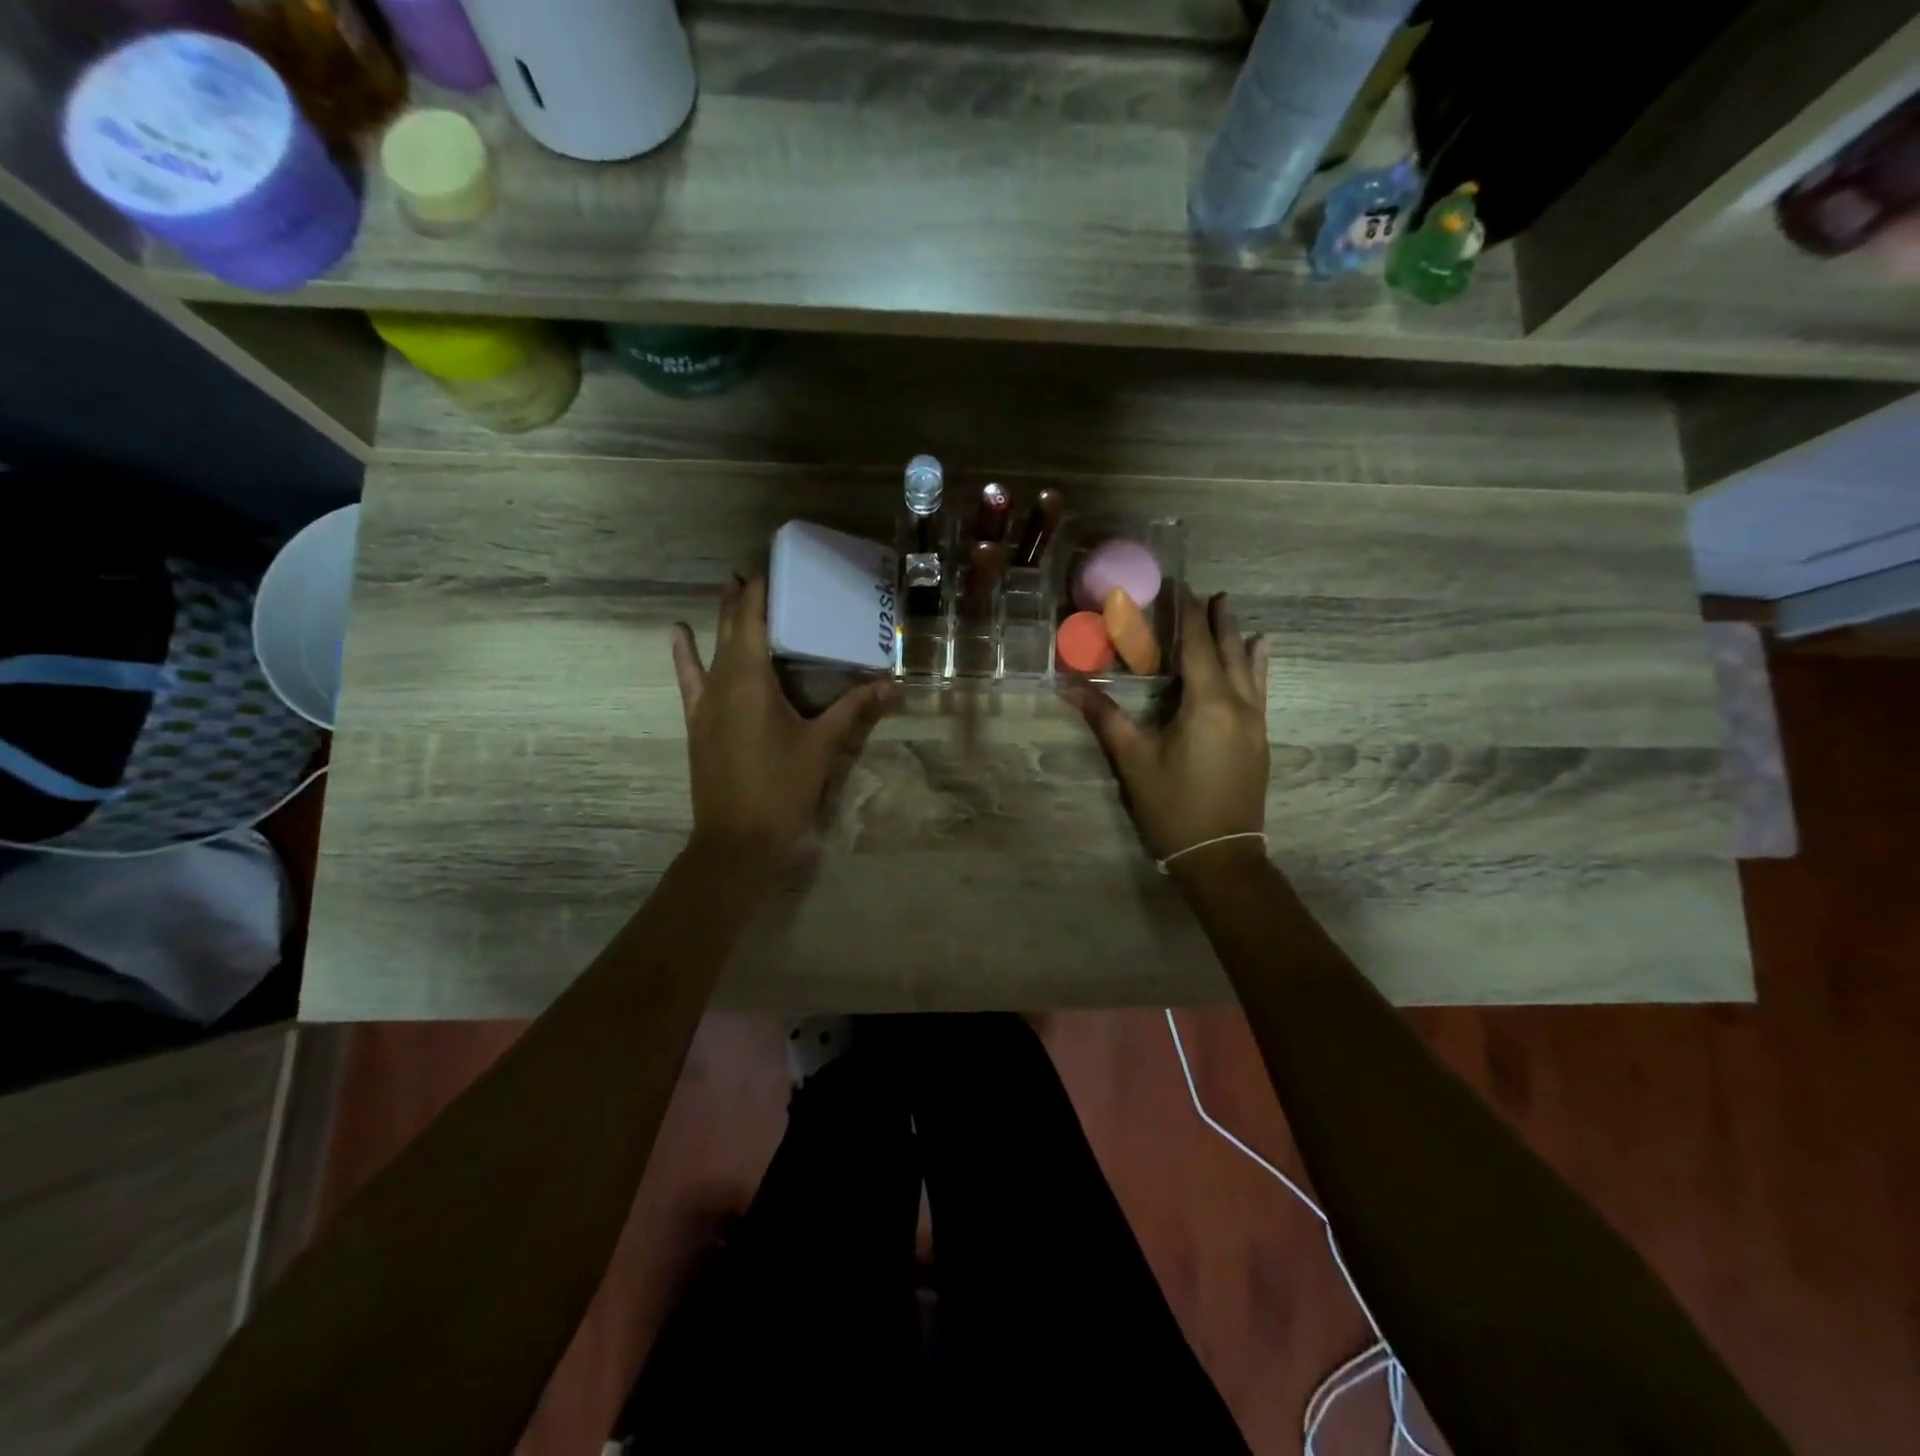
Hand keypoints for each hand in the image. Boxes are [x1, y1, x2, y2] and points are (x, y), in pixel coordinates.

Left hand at [671, 576, 897, 866]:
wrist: (737, 840)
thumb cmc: (782, 788)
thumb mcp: (823, 747)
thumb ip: (855, 710)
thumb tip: (894, 686)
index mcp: (752, 681)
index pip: (753, 622)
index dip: (760, 592)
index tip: (770, 565)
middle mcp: (723, 682)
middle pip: (731, 629)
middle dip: (742, 598)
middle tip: (753, 570)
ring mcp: (705, 703)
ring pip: (711, 649)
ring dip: (719, 618)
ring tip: (726, 585)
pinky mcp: (698, 722)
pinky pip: (689, 679)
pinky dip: (685, 655)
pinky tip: (677, 634)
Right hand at [1064, 590, 1269, 874]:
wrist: (1221, 855)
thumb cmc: (1173, 806)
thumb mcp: (1133, 761)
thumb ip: (1105, 718)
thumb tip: (1069, 686)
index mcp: (1207, 704)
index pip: (1197, 646)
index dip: (1188, 614)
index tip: (1179, 586)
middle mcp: (1238, 705)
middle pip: (1227, 652)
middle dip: (1216, 620)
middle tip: (1208, 592)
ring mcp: (1254, 723)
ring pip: (1248, 669)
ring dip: (1237, 638)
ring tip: (1232, 611)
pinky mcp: (1258, 740)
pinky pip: (1259, 690)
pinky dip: (1257, 666)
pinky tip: (1261, 654)